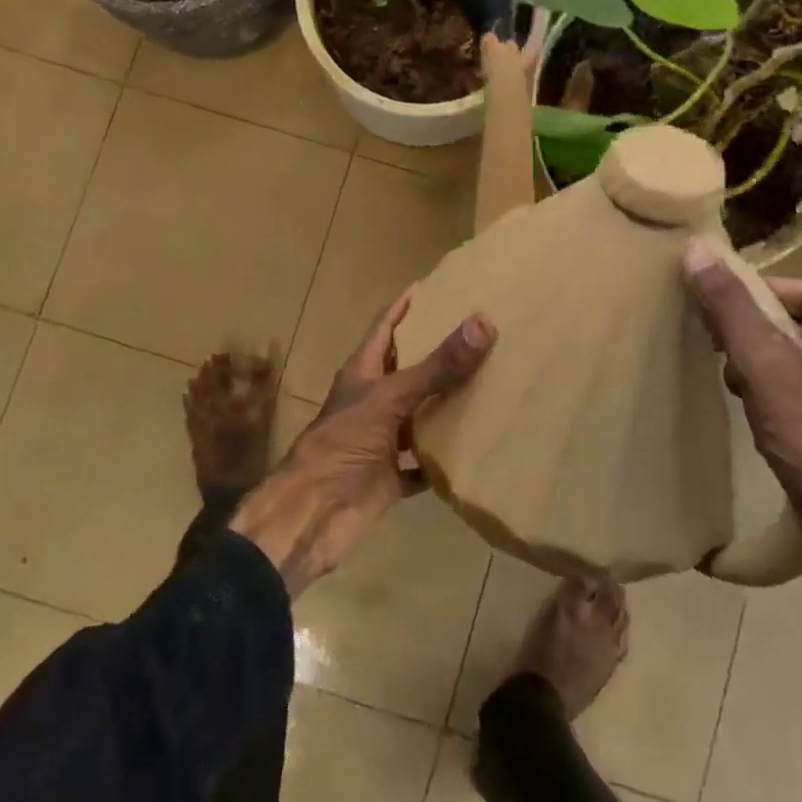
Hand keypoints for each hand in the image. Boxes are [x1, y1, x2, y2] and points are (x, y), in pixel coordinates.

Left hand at [229, 288, 494, 596]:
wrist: (312, 516)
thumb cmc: (342, 445)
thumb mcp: (391, 398)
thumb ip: (437, 365)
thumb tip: (483, 321)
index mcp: (363, 373)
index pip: (386, 326)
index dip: (406, 305)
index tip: (435, 285)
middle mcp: (372, 401)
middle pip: (406, 368)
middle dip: (436, 351)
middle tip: (479, 332)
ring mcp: (381, 440)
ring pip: (418, 414)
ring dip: (445, 403)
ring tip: (489, 382)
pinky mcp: (390, 476)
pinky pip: (424, 462)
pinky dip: (444, 457)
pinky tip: (476, 447)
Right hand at [683, 241, 801, 535]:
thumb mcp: (762, 364)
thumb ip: (728, 304)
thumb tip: (696, 247)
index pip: (781, 290)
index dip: (744, 317)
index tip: (723, 349)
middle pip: (793, 320)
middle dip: (757, 348)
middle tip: (739, 381)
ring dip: (771, 373)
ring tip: (756, 406)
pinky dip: (796, 393)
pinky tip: (781, 424)